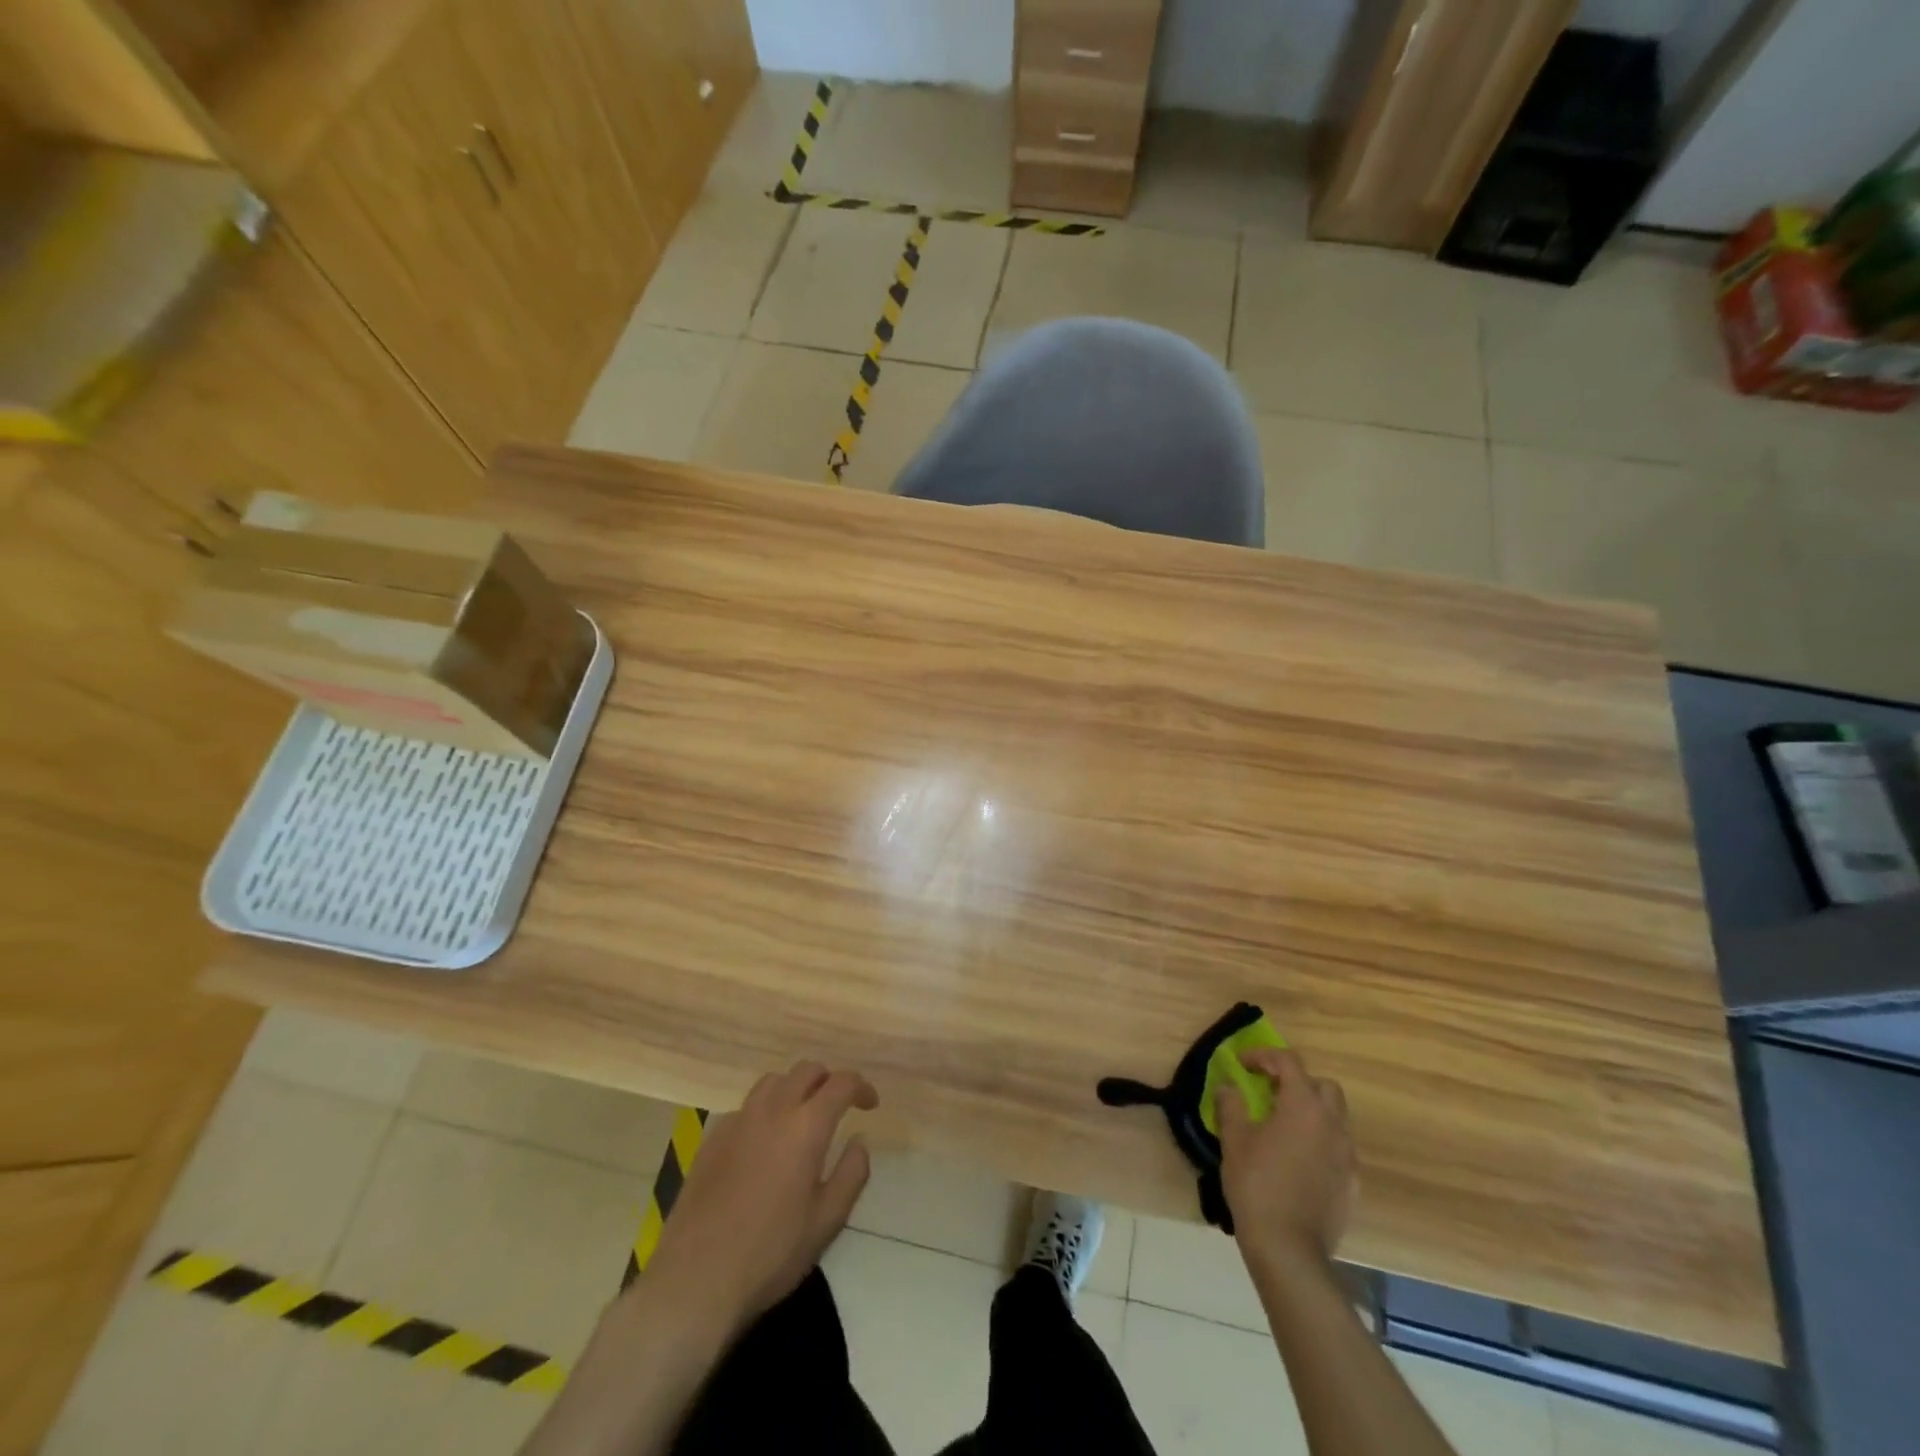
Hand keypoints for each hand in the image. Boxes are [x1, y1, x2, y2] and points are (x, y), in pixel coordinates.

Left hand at [642, 1062, 878, 1339]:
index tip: (870, 1104)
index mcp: (806, 1126)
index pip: (840, 1083)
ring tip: (801, 1117)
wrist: (695, 1279)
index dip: (860, 1087)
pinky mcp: (713, 1137)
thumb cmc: (770, 1253)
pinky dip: (766, 1110)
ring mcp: (738, 1120)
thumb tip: (859, 1140)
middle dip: (828, 1080)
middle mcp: (772, 1110)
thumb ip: (851, 1173)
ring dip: (795, 1088)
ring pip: (773, 1081)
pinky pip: (747, 1106)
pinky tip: (764, 1143)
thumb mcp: (827, 1221)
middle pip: (806, 1070)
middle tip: (838, 1106)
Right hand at [1216, 1048, 1354, 1275]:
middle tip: (1270, 1092)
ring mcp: (1347, 1155)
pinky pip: (1339, 1148)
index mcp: (1303, 1106)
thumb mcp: (1234, 1139)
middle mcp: (1332, 1124)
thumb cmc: (1257, 1184)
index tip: (1242, 1065)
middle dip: (1297, 1081)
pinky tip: (1298, 1159)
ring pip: (1335, 1117)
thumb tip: (1229, 1086)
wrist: (1290, 1248)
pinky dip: (1320, 1141)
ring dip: (1311, 1111)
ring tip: (1283, 1125)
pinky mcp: (1352, 1183)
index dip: (1263, 1056)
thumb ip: (1231, 1104)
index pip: (1288, 1062)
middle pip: (1323, 1086)